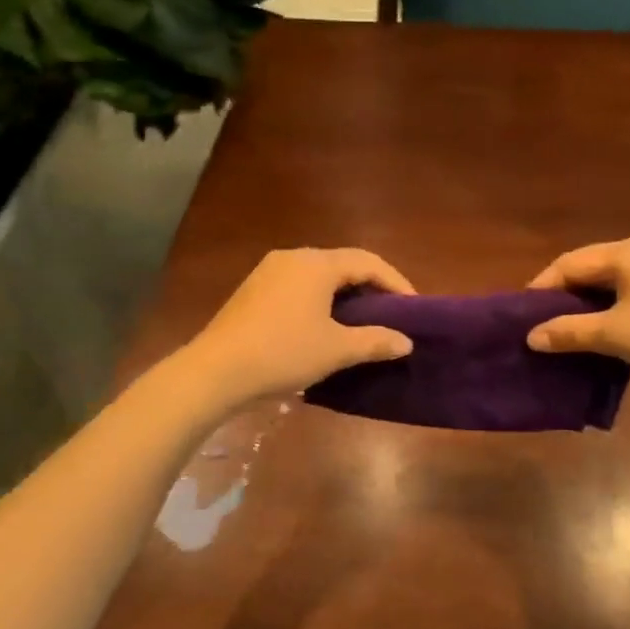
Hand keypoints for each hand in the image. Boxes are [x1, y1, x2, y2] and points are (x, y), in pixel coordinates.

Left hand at [183, 248, 415, 406]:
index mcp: (317, 264)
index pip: (368, 262)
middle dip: (370, 286)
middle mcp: (293, 257)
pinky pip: (297, 286)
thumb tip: (406, 342)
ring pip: (318, 275)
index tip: (414, 307)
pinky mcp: (252, 289)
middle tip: (391, 312)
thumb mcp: (336, 350)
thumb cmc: (283, 353)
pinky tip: (322, 324)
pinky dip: (319, 299)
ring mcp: (268, 271)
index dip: (395, 282)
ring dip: (344, 294)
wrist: (215, 370)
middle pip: (343, 264)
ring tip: (361, 320)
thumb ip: (375, 341)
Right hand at [525, 235, 629, 381]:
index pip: (569, 263)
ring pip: (616, 276)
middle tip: (545, 323)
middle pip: (592, 265)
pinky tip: (613, 325)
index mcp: (627, 251)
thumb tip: (531, 336)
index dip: (542, 288)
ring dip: (592, 300)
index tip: (523, 316)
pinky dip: (617, 302)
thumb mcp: (616, 335)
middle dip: (566, 294)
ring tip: (574, 328)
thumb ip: (569, 332)